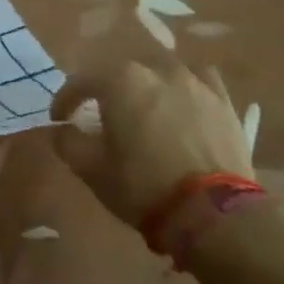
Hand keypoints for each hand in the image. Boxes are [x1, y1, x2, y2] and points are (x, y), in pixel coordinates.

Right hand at [49, 62, 251, 229]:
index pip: (81, 81)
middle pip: (121, 72)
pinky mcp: (224, 102)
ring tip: (143, 107)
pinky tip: (183, 103)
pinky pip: (200, 81)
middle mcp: (156, 70)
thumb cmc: (142, 185)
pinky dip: (186, 88)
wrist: (214, 213)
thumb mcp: (90, 168)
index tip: (60, 119)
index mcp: (119, 80)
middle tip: (100, 114)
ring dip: (146, 85)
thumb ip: (66, 141)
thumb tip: (61, 129)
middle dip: (106, 90)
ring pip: (161, 71)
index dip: (65, 100)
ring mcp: (195, 82)